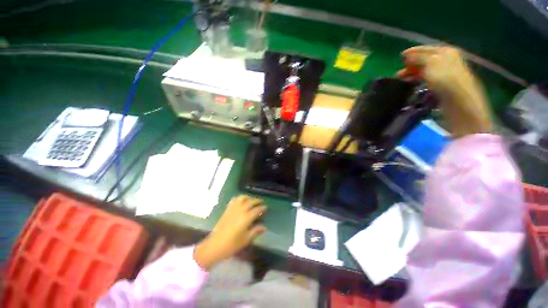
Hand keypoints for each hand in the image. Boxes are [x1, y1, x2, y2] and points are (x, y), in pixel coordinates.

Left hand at [194, 195, 266, 269]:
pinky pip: (234, 200)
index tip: (266, 208)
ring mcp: (233, 208)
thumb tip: (264, 227)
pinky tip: (240, 201)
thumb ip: (256, 231)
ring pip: (242, 198)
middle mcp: (241, 210)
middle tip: (261, 202)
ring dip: (248, 197)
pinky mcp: (227, 209)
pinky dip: (239, 198)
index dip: (263, 208)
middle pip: (251, 201)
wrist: (215, 245)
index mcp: (247, 217)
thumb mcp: (246, 239)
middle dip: (257, 201)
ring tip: (251, 200)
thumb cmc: (232, 244)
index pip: (257, 209)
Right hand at [397, 46, 491, 137]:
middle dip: (411, 65)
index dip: (412, 52)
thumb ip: (418, 58)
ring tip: (403, 81)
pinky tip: (413, 86)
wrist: (460, 103)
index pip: (426, 49)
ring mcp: (447, 75)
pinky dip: (419, 82)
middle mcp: (448, 61)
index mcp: (446, 52)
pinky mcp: (444, 87)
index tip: (399, 58)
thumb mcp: (431, 63)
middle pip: (426, 60)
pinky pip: (428, 80)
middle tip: (398, 74)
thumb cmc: (446, 80)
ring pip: (426, 71)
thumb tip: (407, 55)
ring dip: (414, 75)